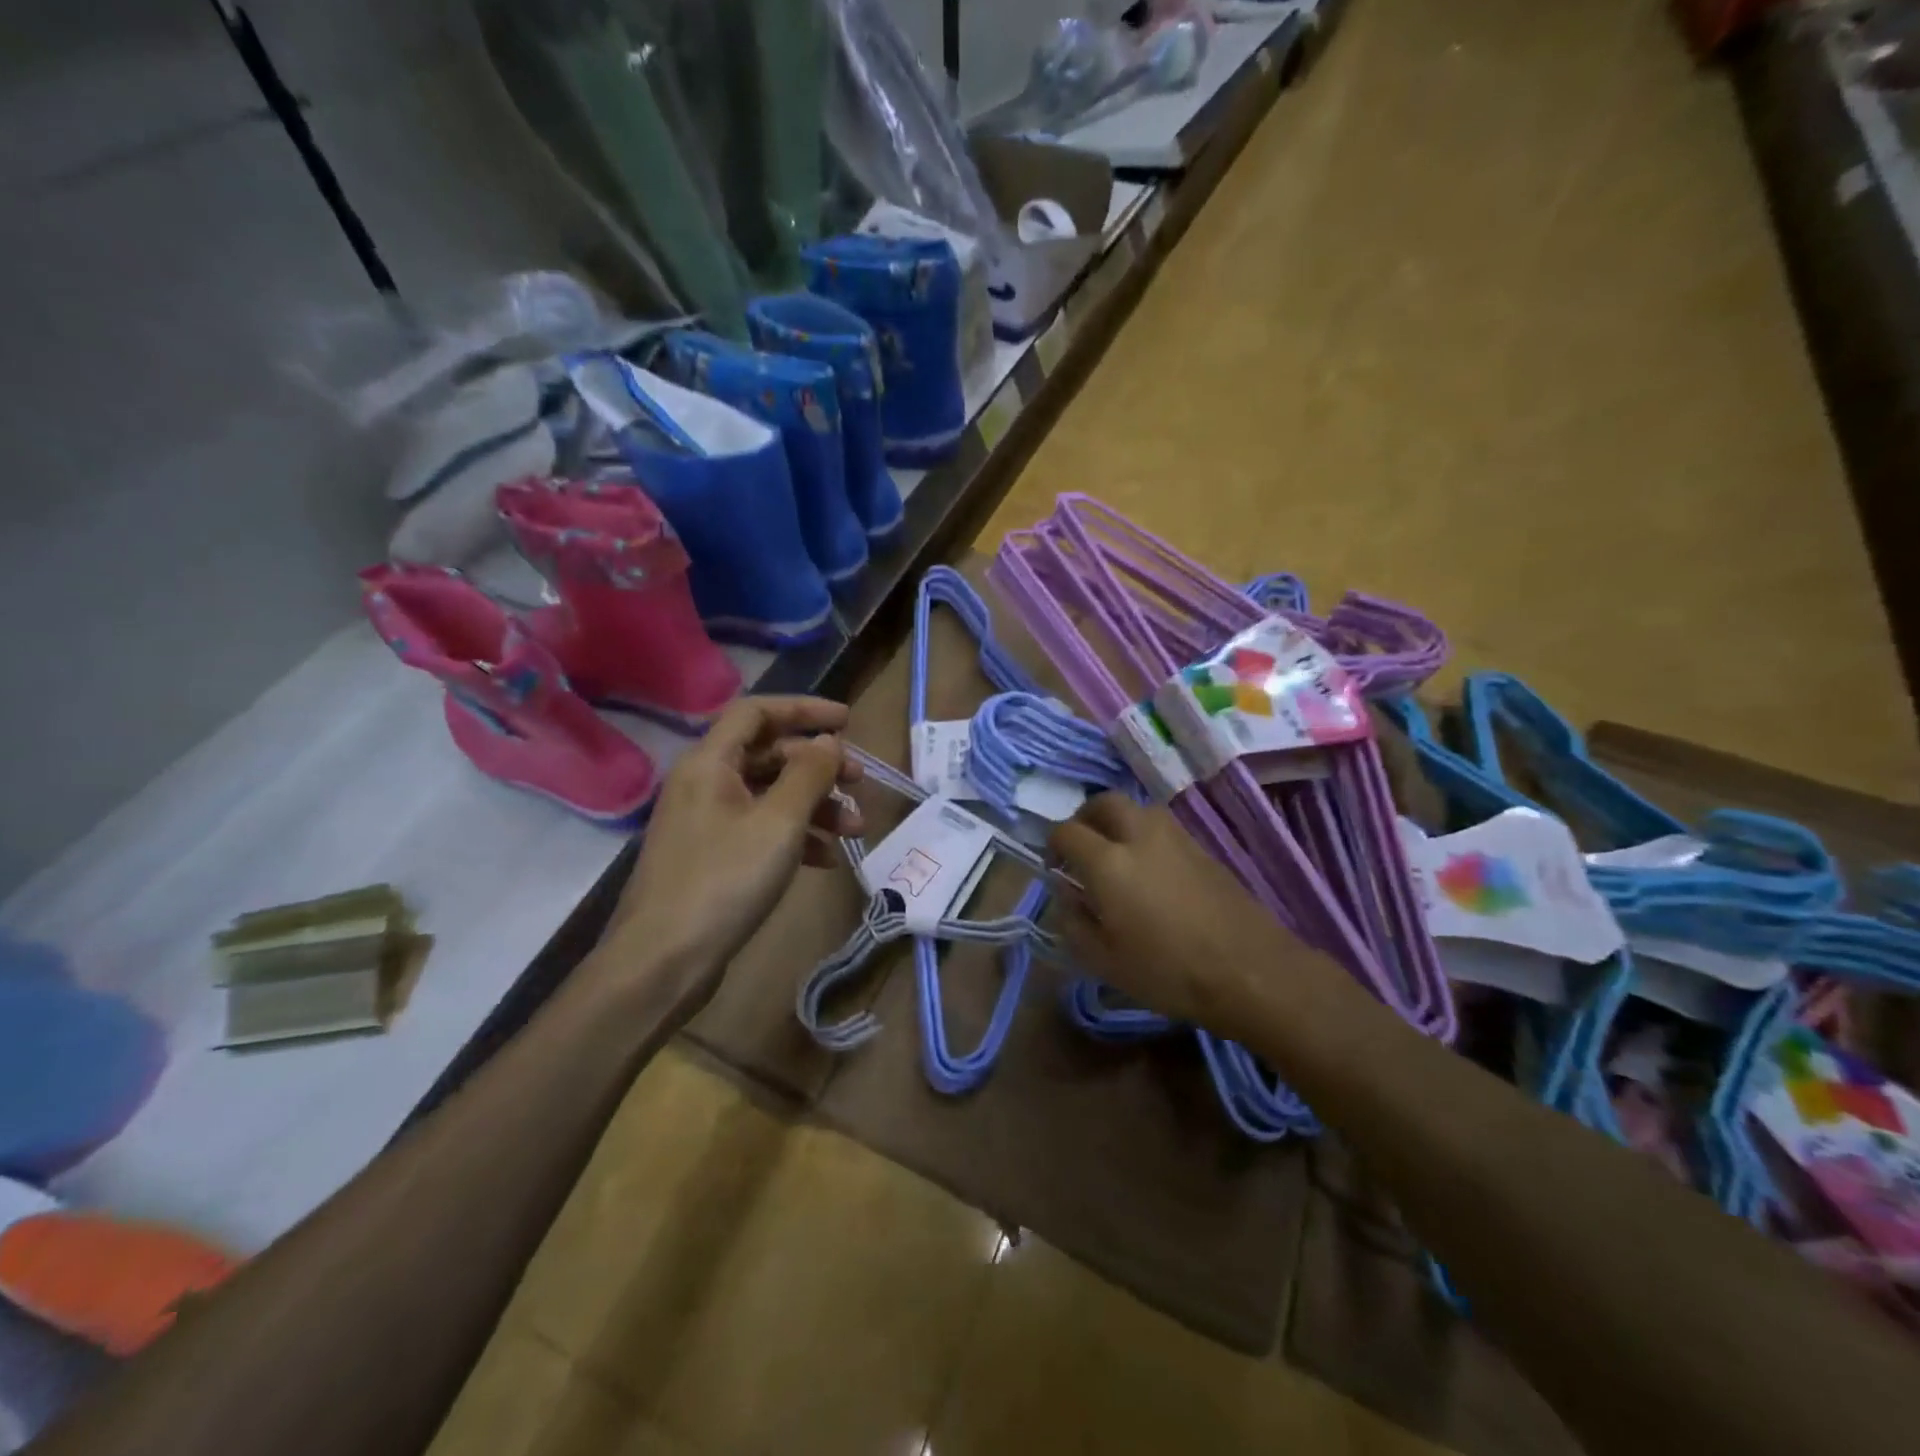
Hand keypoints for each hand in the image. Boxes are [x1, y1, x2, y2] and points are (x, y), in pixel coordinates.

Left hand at [604, 696, 862, 995]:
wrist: (662, 962)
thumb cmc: (723, 881)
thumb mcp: (778, 823)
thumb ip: (808, 775)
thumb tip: (829, 741)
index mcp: (710, 762)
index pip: (758, 711)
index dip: (804, 709)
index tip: (848, 722)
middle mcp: (704, 783)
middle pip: (769, 754)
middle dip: (819, 767)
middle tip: (860, 782)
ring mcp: (706, 822)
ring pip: (770, 796)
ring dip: (815, 806)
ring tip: (855, 830)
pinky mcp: (713, 856)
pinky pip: (761, 830)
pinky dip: (796, 836)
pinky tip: (825, 859)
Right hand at [1048, 794, 1305, 1031]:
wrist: (1249, 970)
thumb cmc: (1167, 971)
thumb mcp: (1103, 960)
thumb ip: (1074, 921)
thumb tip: (1067, 893)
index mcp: (1107, 862)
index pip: (1066, 832)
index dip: (1052, 846)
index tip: (1055, 869)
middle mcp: (1139, 835)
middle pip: (1103, 803)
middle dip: (1085, 818)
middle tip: (1081, 846)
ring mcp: (1175, 837)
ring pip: (1136, 808)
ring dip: (1118, 821)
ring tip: (1116, 854)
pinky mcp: (1202, 847)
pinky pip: (1162, 826)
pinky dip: (1144, 835)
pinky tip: (1150, 869)